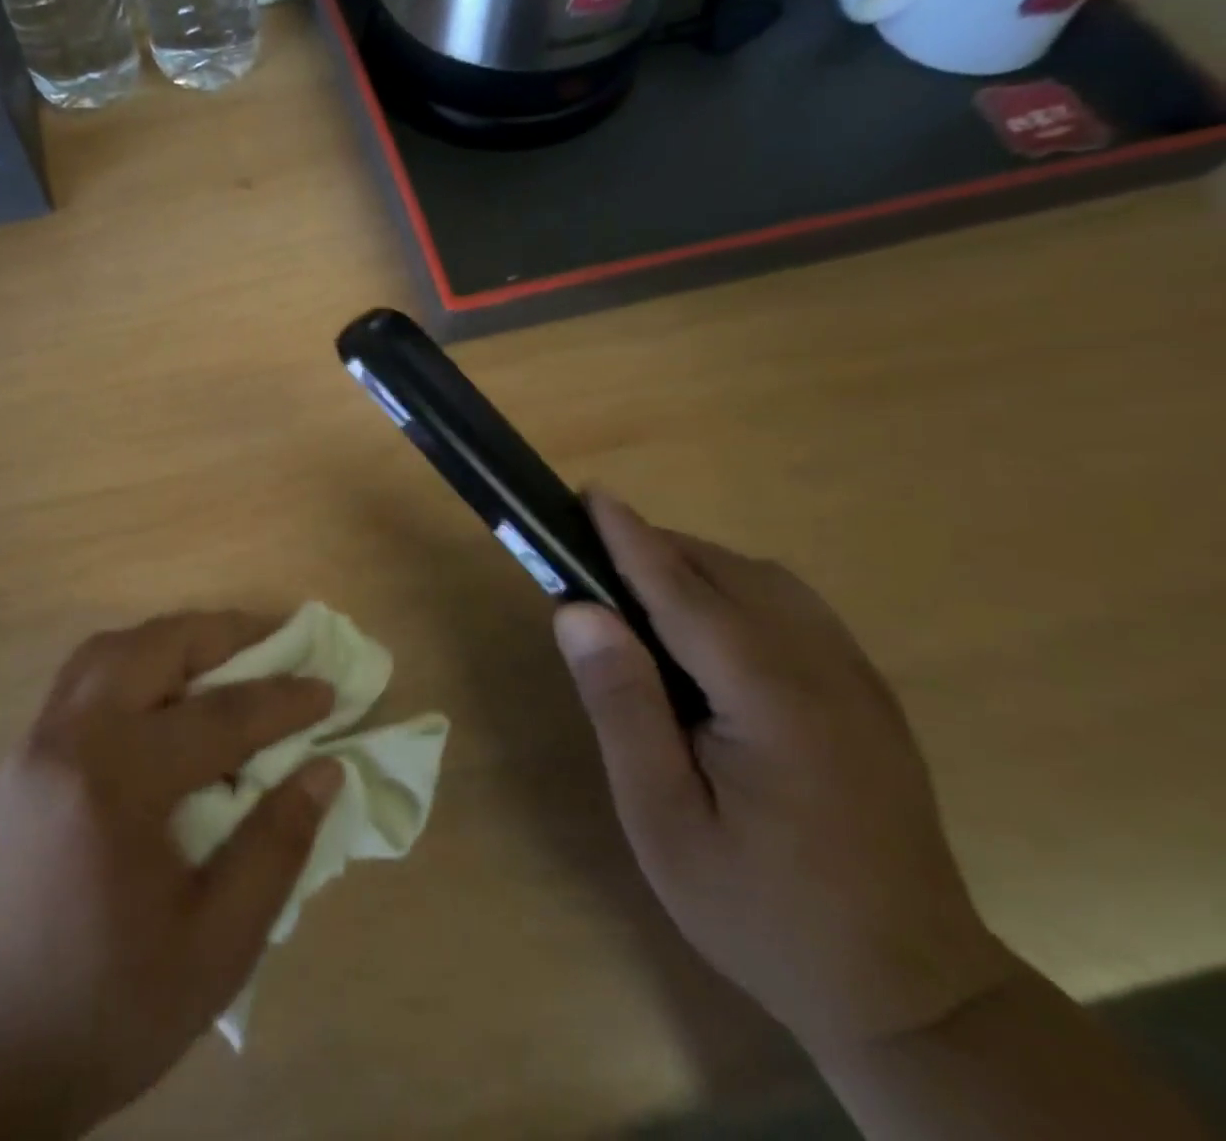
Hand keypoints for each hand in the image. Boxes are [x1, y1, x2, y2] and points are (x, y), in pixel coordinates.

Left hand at [0, 613, 342, 1138]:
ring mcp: (33, 744)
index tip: (327, 689)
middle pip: (154, 647)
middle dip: (222, 635)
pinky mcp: (16, 761)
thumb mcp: (213, 950)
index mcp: (116, 784)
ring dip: (170, 642)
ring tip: (219, 661)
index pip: (219, 716)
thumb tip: (324, 771)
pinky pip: (80, 680)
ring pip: (109, 651)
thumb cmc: (99, 1014)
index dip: (282, 700)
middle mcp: (69, 740)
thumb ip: (274, 849)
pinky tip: (158, 703)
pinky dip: (131, 665)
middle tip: (274, 644)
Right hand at [554, 494, 1016, 1055]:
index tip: (590, 495)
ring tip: (638, 592)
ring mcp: (857, 679)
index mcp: (771, 697)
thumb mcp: (662, 817)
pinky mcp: (868, 695)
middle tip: (590, 561)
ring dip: (697, 567)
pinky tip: (707, 629)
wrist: (908, 992)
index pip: (685, 590)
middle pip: (729, 574)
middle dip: (657, 549)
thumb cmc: (760, 907)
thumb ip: (622, 704)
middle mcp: (824, 668)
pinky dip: (736, 590)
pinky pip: (794, 608)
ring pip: (767, 582)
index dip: (631, 539)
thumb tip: (578, 611)